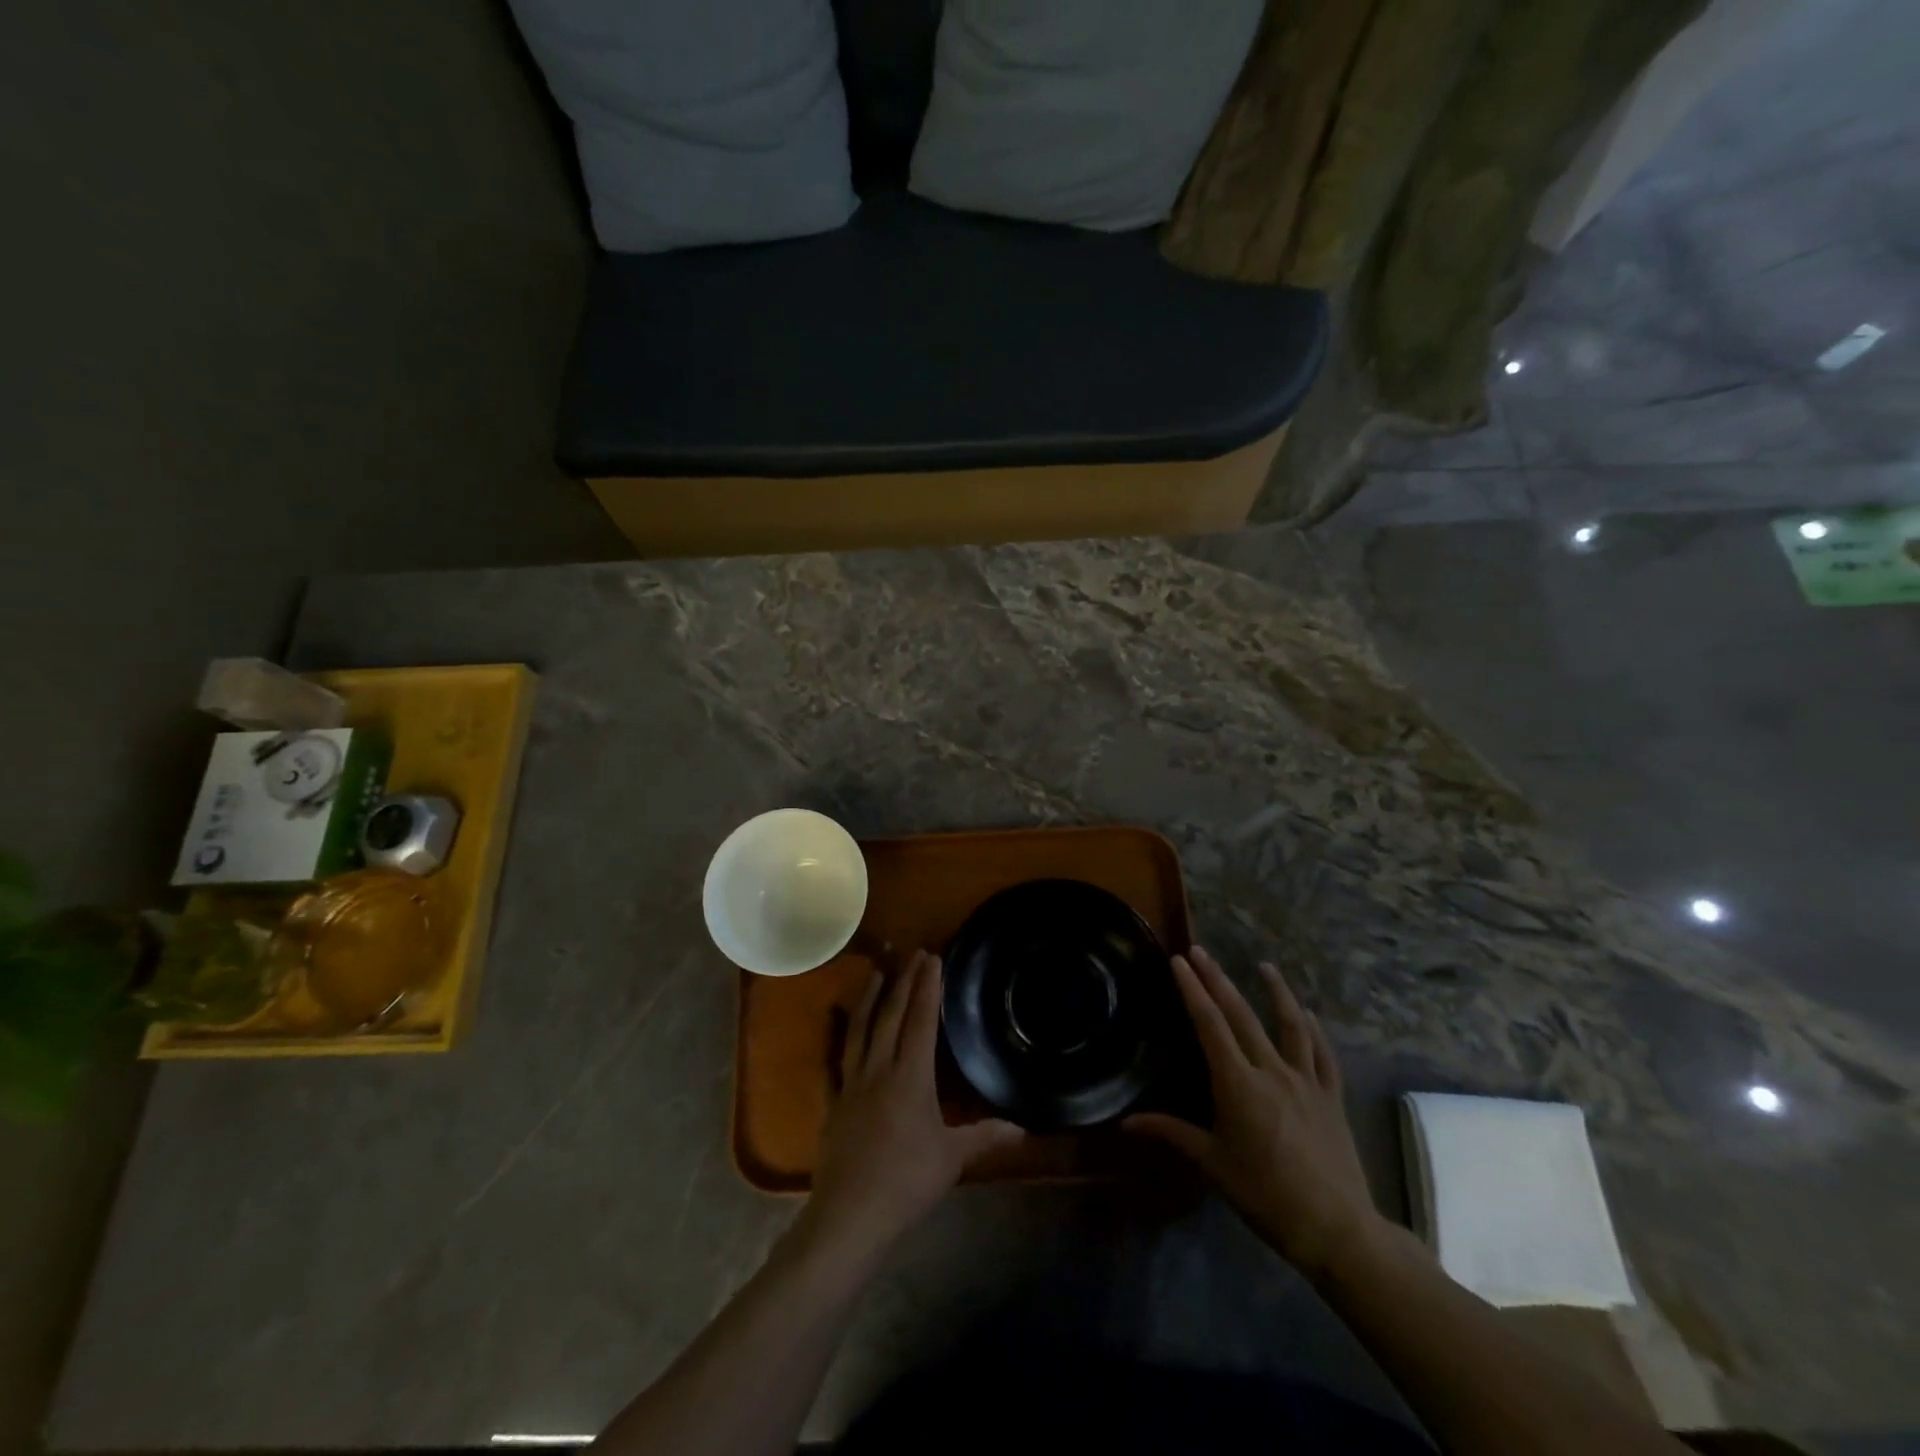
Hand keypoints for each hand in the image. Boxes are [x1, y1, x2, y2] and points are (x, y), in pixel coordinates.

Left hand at [803, 951, 1022, 1256]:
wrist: (849, 1215)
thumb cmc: (906, 1183)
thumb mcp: (952, 1159)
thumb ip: (985, 1136)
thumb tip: (1023, 1128)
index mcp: (910, 1077)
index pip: (921, 1021)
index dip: (927, 987)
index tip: (932, 958)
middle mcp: (879, 1069)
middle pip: (891, 1016)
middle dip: (903, 981)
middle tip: (911, 953)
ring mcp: (851, 1083)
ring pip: (860, 1030)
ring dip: (869, 997)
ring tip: (875, 972)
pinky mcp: (833, 1102)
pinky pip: (833, 1061)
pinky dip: (834, 1036)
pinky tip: (833, 1020)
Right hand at [1126, 947, 1381, 1277]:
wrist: (1335, 1229)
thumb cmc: (1265, 1196)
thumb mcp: (1212, 1164)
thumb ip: (1171, 1133)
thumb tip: (1126, 1122)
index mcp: (1237, 1084)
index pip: (1210, 1025)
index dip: (1193, 990)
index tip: (1179, 961)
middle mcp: (1271, 1071)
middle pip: (1241, 1015)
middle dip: (1218, 980)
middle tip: (1201, 952)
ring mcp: (1306, 1081)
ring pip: (1289, 1026)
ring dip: (1276, 992)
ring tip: (1265, 966)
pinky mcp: (1331, 1097)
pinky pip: (1323, 1055)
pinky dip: (1314, 1031)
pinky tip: (1308, 1015)